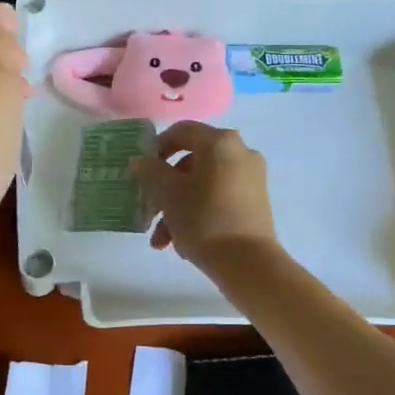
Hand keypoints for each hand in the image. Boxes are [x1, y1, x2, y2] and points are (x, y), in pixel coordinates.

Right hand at [130, 121, 278, 272]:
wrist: (248, 263)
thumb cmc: (204, 219)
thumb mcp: (168, 194)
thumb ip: (150, 171)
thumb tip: (140, 161)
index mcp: (220, 143)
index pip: (181, 131)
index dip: (157, 147)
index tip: (142, 171)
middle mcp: (240, 152)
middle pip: (191, 162)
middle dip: (164, 189)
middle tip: (149, 212)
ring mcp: (251, 178)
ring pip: (202, 184)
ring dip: (177, 208)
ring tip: (162, 240)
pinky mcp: (255, 202)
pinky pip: (218, 197)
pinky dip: (198, 213)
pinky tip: (181, 242)